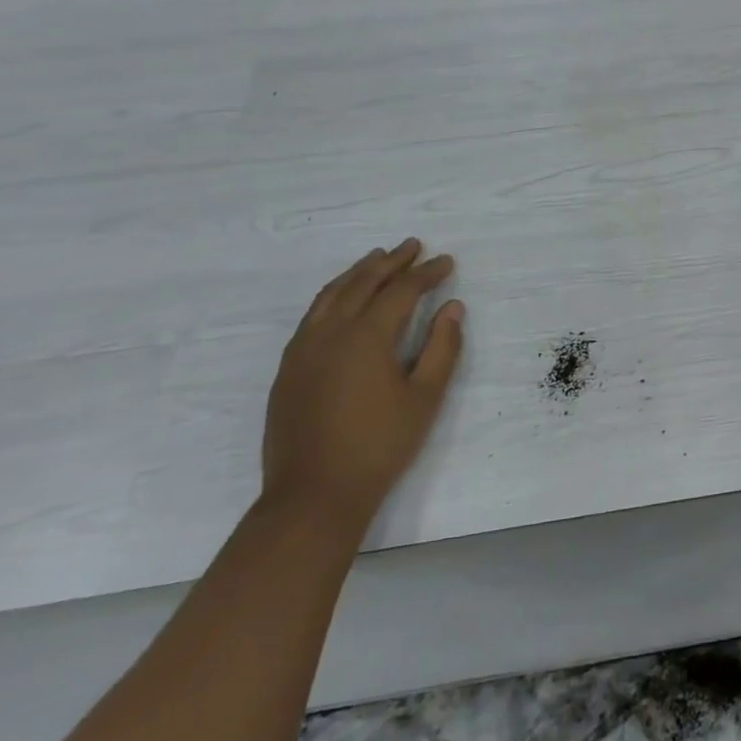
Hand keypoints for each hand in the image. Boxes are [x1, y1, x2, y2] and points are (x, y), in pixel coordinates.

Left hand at [262, 239, 463, 531]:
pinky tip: (341, 299)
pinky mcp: (288, 368)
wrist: (313, 494)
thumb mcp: (425, 398)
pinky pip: (312, 315)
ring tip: (377, 258)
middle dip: (391, 261)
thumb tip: (452, 307)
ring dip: (358, 272)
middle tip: (413, 245)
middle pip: (363, 282)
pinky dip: (333, 294)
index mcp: (366, 337)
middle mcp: (330, 332)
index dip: (426, 273)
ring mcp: (303, 349)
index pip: (401, 291)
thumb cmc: (379, 446)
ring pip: (331, 294)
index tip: (446, 262)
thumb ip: (442, 348)